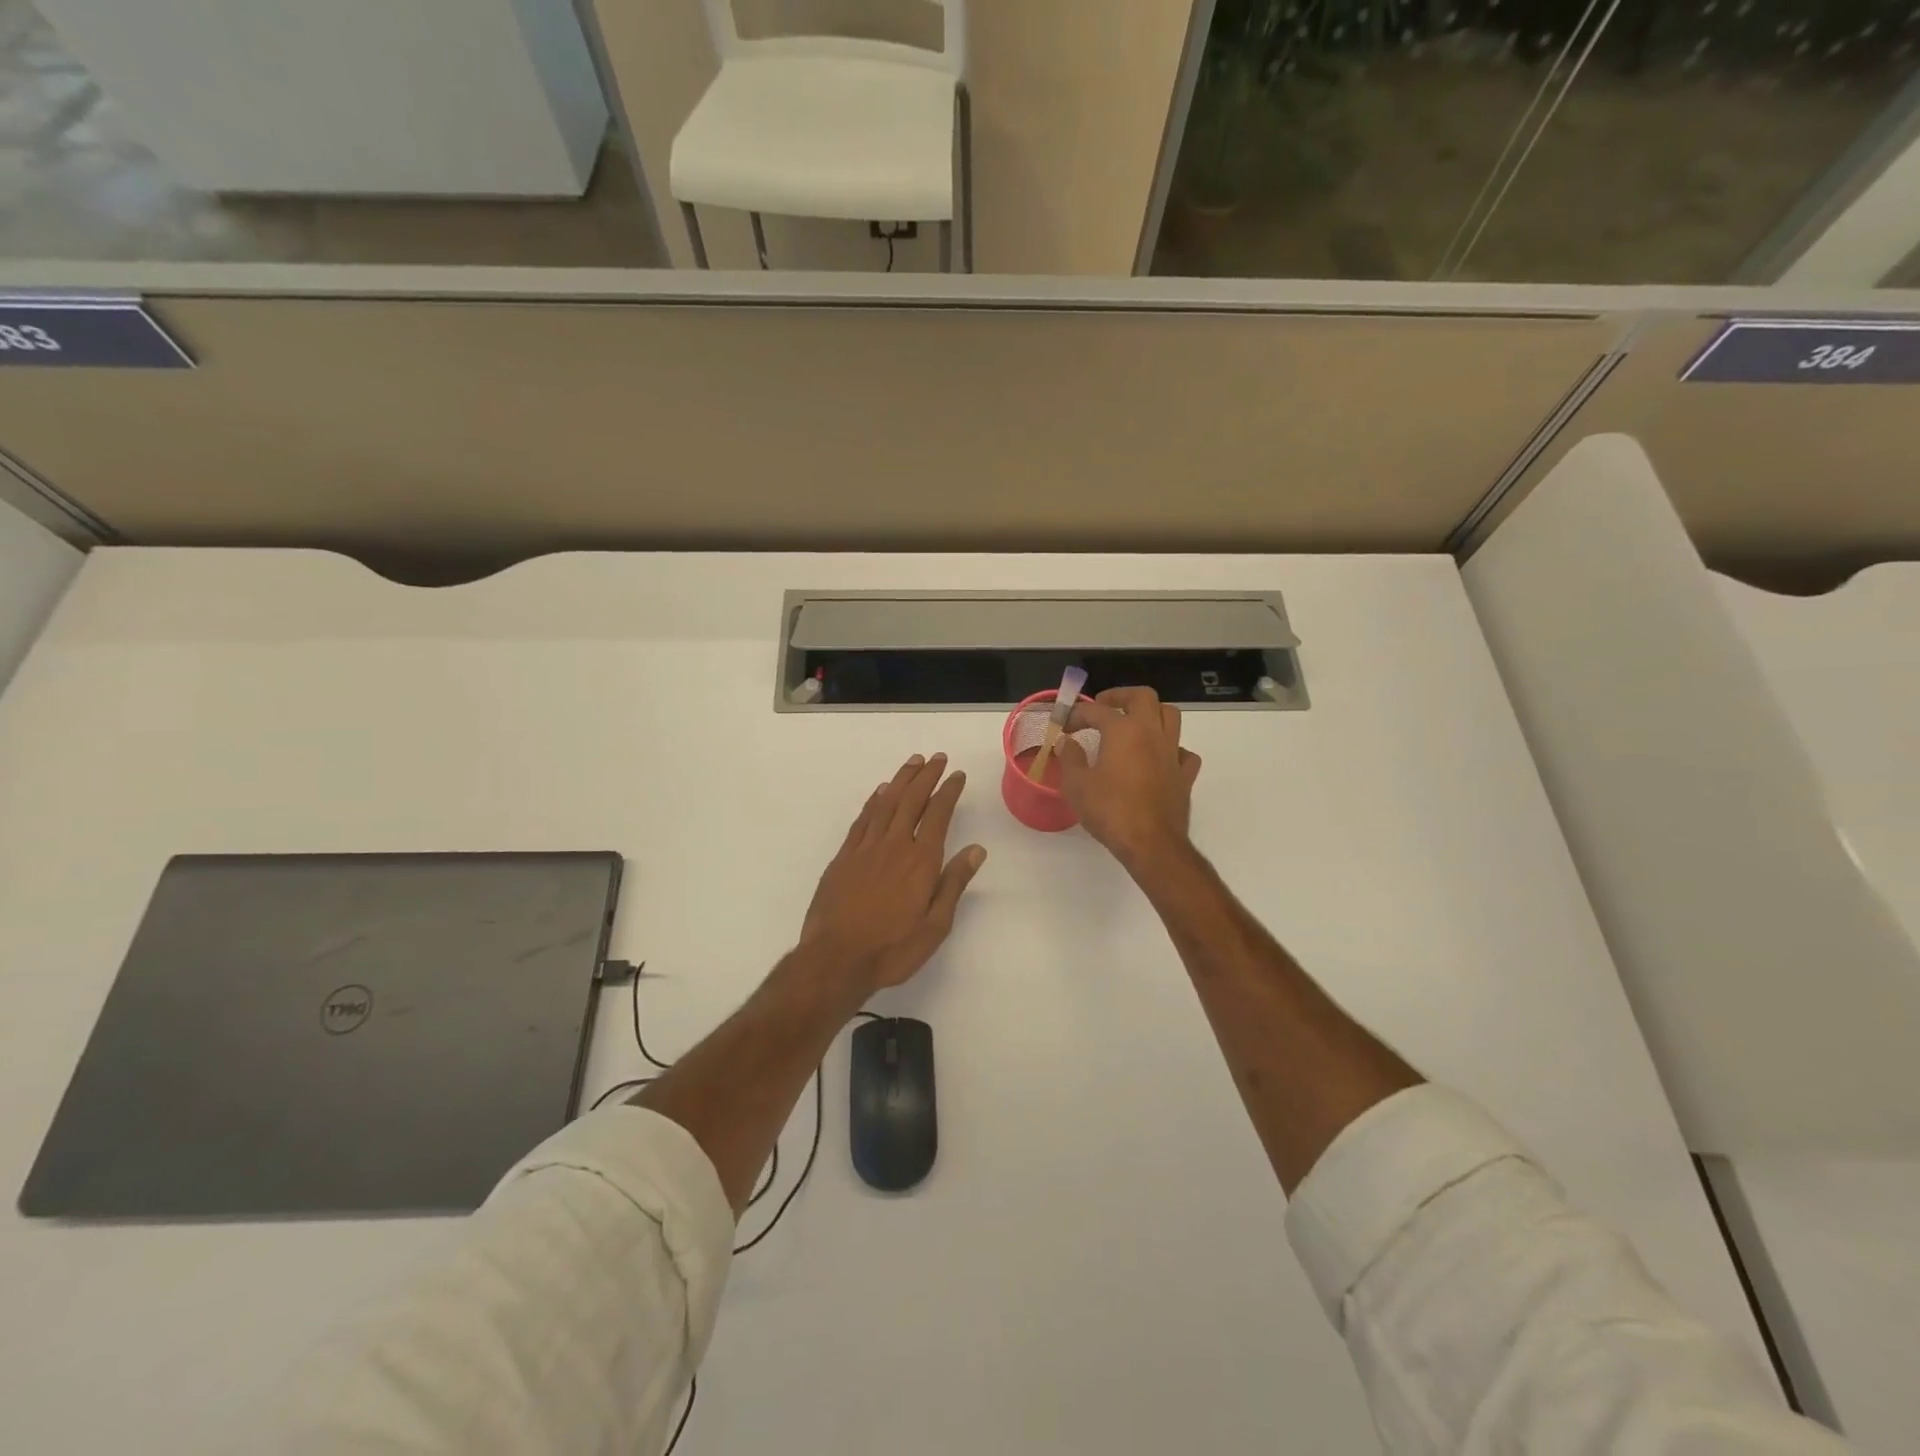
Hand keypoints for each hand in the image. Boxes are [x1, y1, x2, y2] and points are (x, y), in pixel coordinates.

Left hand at [801, 753, 986, 990]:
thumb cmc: (892, 949)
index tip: (957, 775)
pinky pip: (862, 820)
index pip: (938, 815)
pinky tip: (880, 793)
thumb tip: (976, 850)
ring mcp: (865, 849)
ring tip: (913, 763)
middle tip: (937, 758)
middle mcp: (894, 845)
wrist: (836, 959)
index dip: (948, 791)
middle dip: (926, 776)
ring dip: (901, 780)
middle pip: (911, 800)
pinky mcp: (843, 857)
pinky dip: (873, 802)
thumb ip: (954, 883)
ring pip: (885, 803)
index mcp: (920, 861)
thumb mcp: (935, 925)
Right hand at [1056, 687, 1201, 875]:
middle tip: (1103, 707)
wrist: (1150, 844)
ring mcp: (1172, 752)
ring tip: (1134, 724)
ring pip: (1170, 716)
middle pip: (1143, 697)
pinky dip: (1171, 748)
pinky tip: (1159, 758)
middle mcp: (1151, 733)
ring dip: (1151, 714)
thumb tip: (1066, 742)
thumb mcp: (1077, 785)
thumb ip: (1071, 758)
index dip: (1076, 714)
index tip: (1064, 725)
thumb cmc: (1109, 811)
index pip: (1096, 711)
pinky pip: (1183, 751)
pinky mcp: (1185, 774)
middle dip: (1121, 696)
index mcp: (1123, 730)